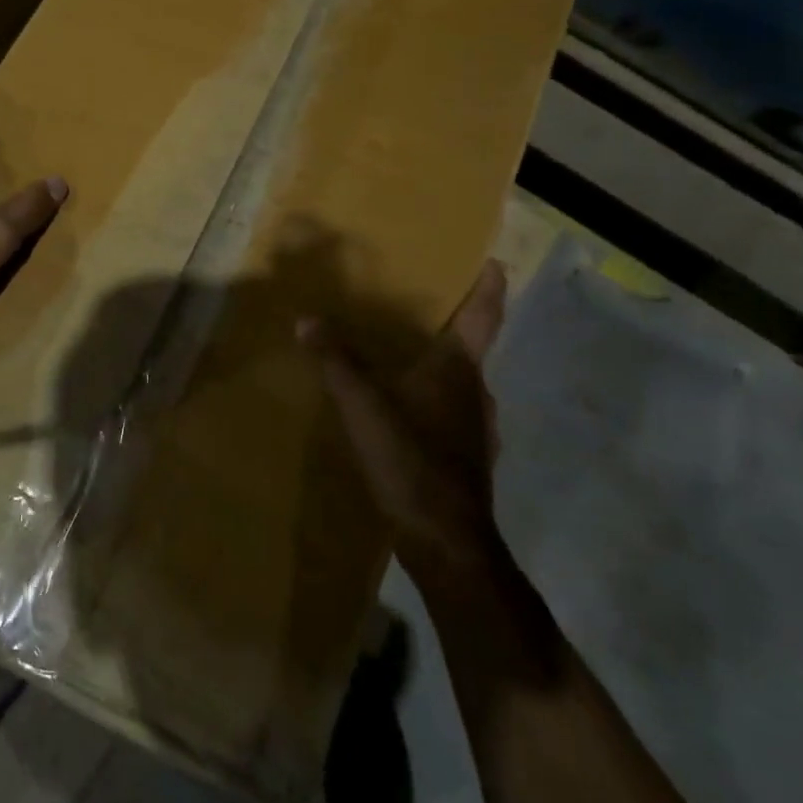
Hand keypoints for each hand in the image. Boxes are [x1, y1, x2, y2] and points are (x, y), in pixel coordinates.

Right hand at [299, 261, 506, 572]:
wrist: (445, 540)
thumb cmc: (409, 457)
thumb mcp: (362, 404)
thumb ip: (336, 361)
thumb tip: (307, 320)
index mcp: (460, 369)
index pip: (483, 316)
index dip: (489, 287)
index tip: (495, 263)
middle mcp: (478, 393)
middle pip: (472, 350)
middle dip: (454, 328)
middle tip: (424, 310)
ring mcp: (479, 430)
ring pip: (462, 387)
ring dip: (442, 370)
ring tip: (409, 362)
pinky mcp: (469, 460)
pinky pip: (453, 416)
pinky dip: (435, 405)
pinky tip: (408, 417)